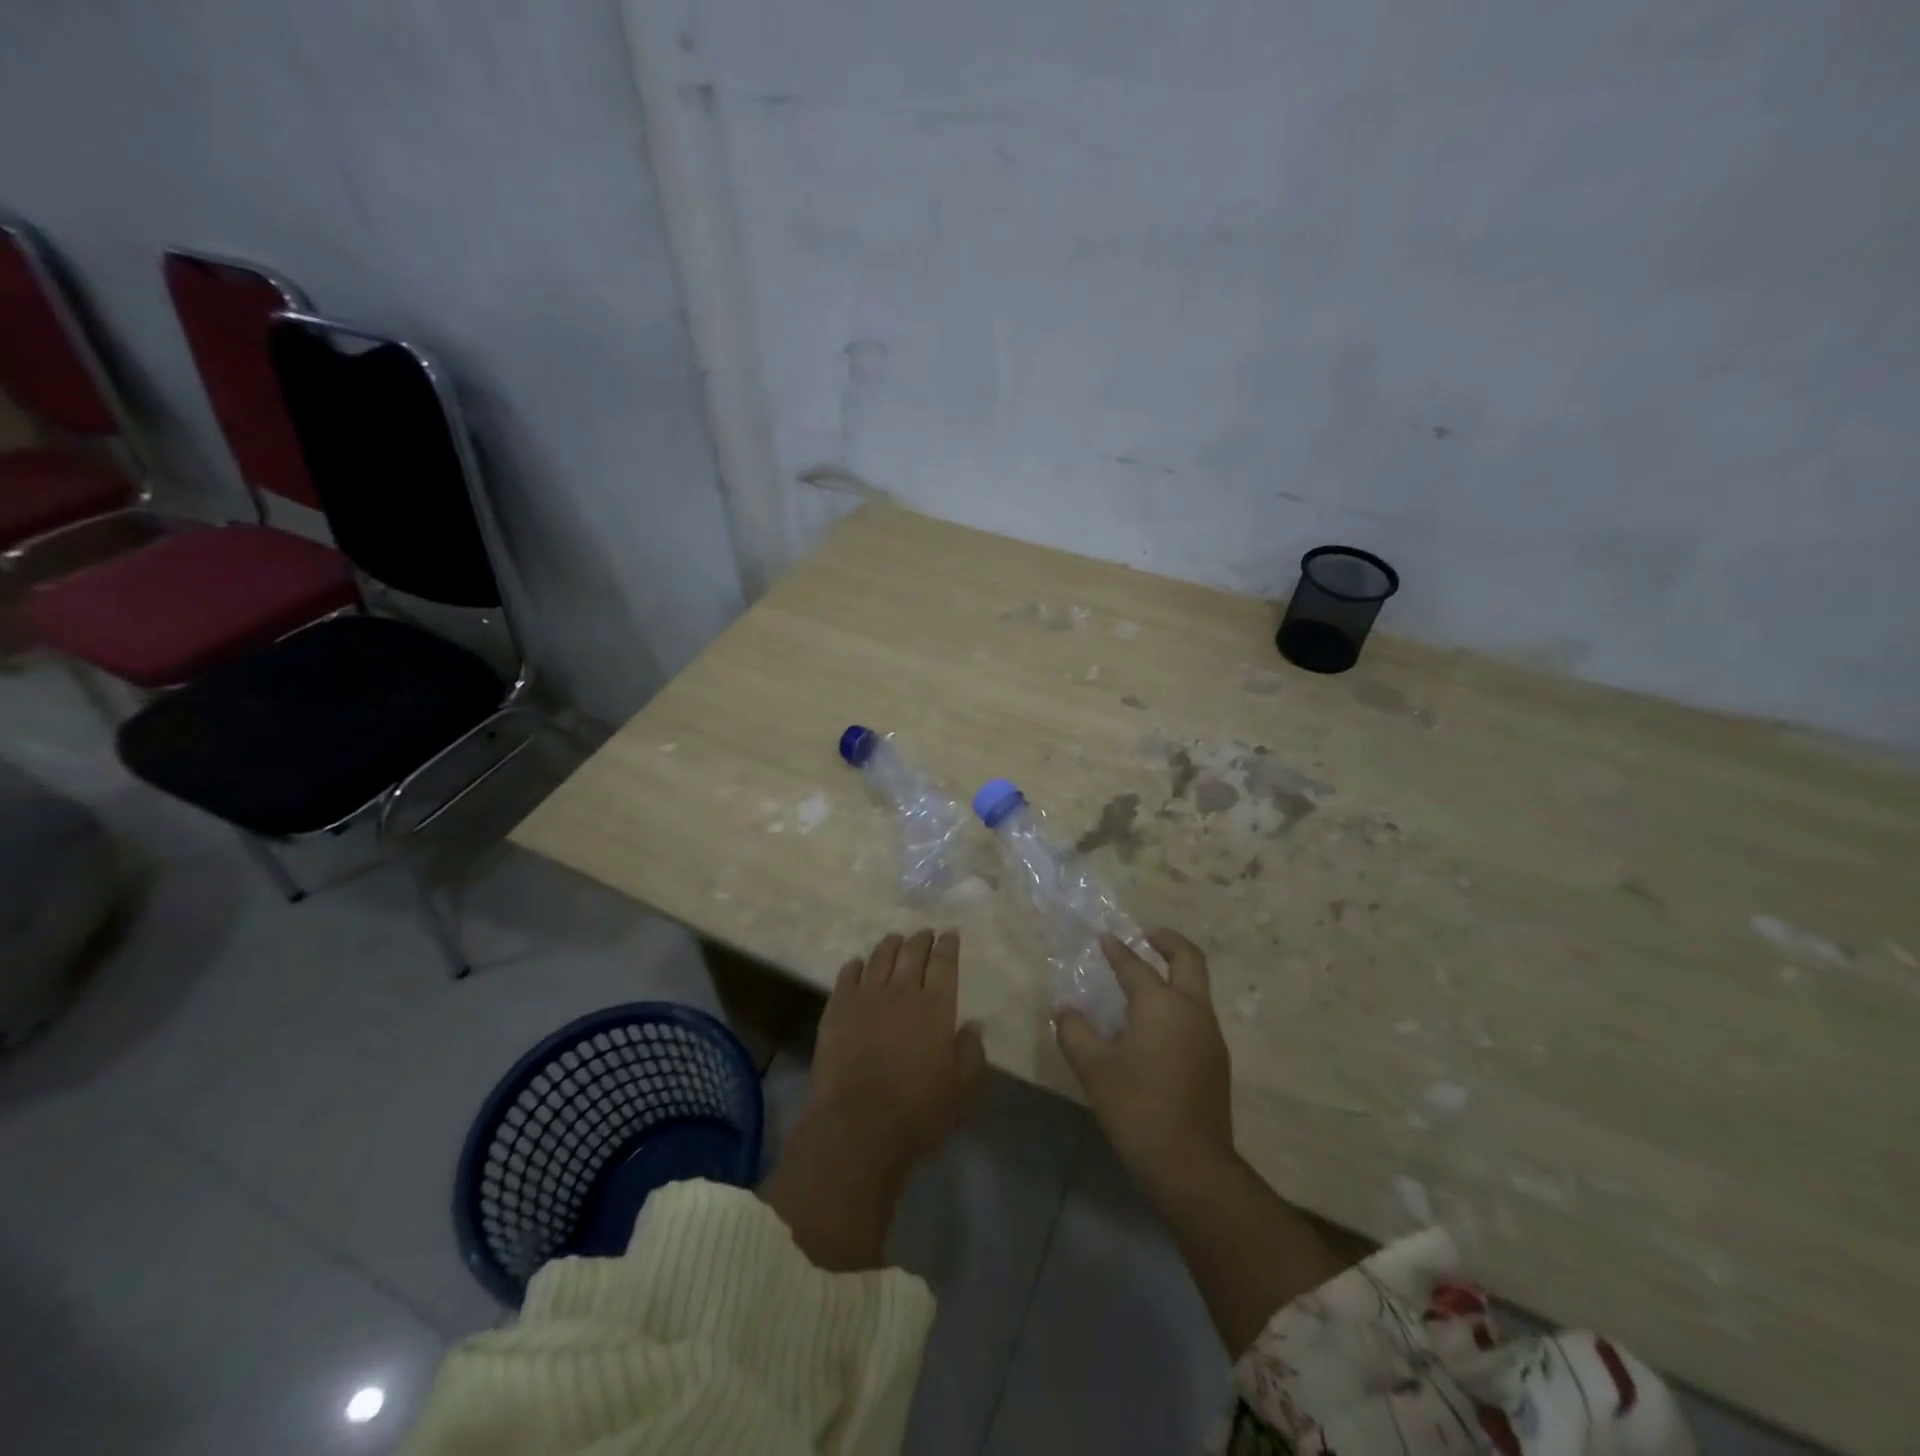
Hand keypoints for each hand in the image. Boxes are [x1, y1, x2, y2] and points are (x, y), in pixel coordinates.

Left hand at [812, 928, 986, 1175]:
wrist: (858, 1124)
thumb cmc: (919, 1110)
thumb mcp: (962, 1089)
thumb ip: (971, 1052)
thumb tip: (973, 1025)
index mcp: (936, 1006)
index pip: (944, 962)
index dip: (948, 945)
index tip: (950, 933)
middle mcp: (901, 991)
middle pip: (912, 953)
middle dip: (921, 939)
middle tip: (925, 934)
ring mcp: (866, 997)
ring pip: (879, 957)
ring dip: (889, 945)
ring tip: (894, 940)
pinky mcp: (837, 1010)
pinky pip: (846, 976)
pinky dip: (855, 965)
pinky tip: (857, 964)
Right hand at [1056, 928, 1235, 1197]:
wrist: (1191, 1166)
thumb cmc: (1137, 1109)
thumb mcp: (1094, 1069)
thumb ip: (1074, 1032)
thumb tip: (1064, 1009)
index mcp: (1162, 1005)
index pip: (1136, 966)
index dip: (1117, 951)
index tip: (1104, 938)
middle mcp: (1192, 1010)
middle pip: (1189, 959)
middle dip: (1168, 941)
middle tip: (1147, 935)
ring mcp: (1210, 1035)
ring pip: (1197, 987)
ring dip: (1175, 973)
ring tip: (1146, 980)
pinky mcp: (1216, 1059)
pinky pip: (1197, 1013)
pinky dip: (1179, 1001)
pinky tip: (1156, 1023)